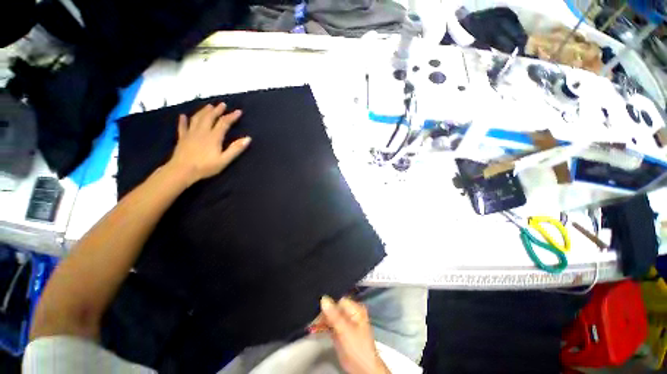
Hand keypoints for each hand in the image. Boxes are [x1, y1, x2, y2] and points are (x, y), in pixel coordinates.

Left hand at [166, 103, 250, 184]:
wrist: (182, 171)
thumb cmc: (206, 167)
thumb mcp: (224, 160)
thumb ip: (236, 148)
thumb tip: (248, 138)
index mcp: (213, 137)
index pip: (224, 123)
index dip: (231, 116)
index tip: (238, 111)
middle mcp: (202, 131)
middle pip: (209, 117)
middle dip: (217, 110)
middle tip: (222, 104)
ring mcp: (190, 134)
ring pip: (197, 119)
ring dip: (203, 111)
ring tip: (208, 106)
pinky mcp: (182, 138)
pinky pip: (183, 127)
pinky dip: (183, 120)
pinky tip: (183, 116)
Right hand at [319, 296, 390, 373]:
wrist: (362, 370)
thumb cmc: (357, 348)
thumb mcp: (345, 330)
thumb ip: (334, 315)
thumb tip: (323, 298)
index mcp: (355, 309)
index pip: (339, 300)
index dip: (329, 304)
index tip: (317, 308)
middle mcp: (350, 313)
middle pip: (334, 307)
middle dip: (324, 311)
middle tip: (313, 317)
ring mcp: (345, 322)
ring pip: (331, 315)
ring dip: (322, 318)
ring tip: (313, 322)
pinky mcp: (340, 331)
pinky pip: (330, 324)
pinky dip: (323, 325)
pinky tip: (315, 327)